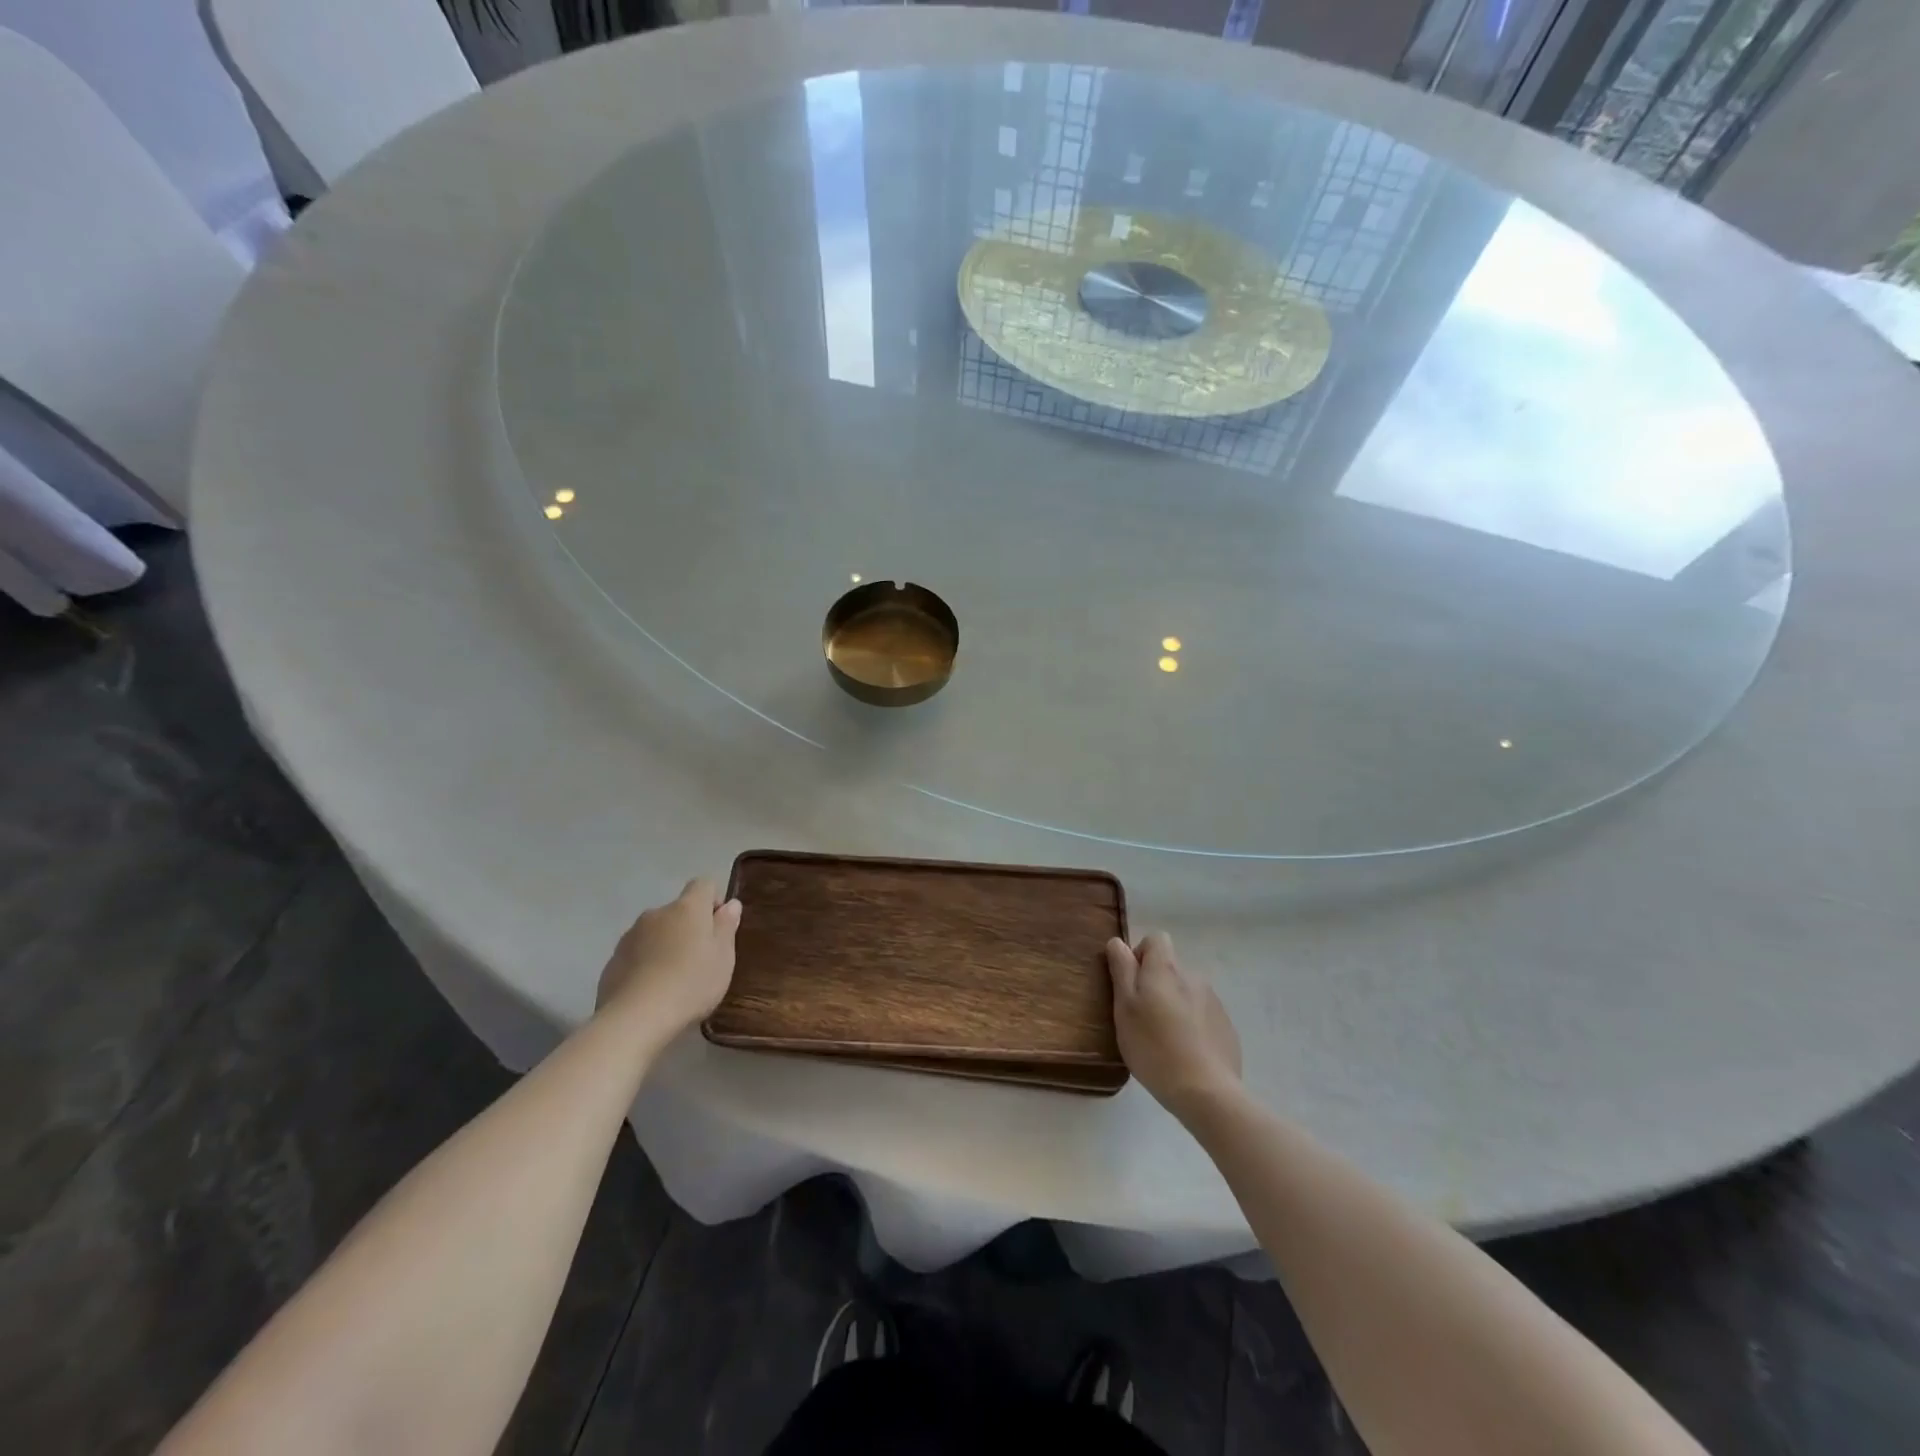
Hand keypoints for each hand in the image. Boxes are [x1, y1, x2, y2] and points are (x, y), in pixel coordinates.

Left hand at [596, 878, 742, 1035]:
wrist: (635, 1018)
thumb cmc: (691, 983)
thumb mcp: (723, 957)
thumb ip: (726, 927)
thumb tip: (730, 904)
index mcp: (687, 908)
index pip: (703, 884)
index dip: (714, 900)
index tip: (719, 927)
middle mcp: (656, 913)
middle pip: (678, 911)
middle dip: (689, 928)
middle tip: (700, 960)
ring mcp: (630, 936)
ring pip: (656, 932)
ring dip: (666, 945)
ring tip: (674, 980)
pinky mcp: (612, 961)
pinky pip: (636, 954)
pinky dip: (646, 965)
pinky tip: (651, 992)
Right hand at [1106, 932, 1241, 1118]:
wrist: (1206, 1091)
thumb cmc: (1154, 1046)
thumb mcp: (1125, 1007)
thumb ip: (1121, 970)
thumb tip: (1117, 942)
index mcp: (1166, 969)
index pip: (1155, 939)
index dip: (1140, 956)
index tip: (1131, 985)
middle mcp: (1193, 976)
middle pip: (1170, 967)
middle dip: (1155, 985)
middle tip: (1142, 1018)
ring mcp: (1213, 1001)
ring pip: (1186, 992)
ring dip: (1173, 1004)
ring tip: (1163, 1040)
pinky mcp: (1225, 1026)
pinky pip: (1202, 1014)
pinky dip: (1191, 1025)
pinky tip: (1184, 1053)